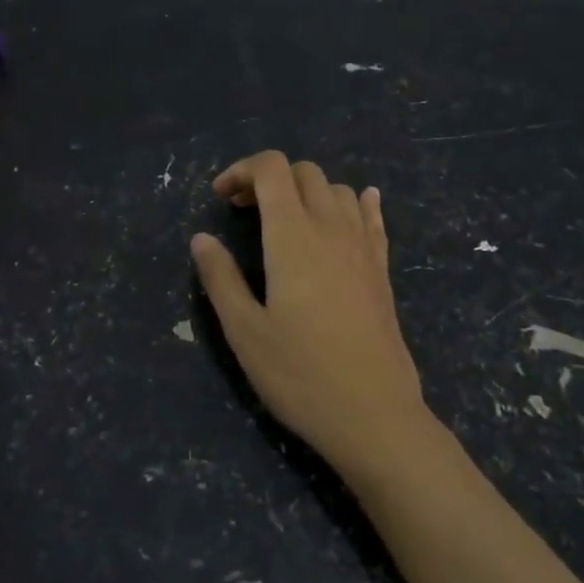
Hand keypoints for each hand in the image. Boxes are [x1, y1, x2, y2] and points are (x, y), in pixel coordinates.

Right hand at [190, 151, 436, 481]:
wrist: (374, 414)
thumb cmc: (300, 374)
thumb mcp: (245, 332)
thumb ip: (221, 279)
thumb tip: (202, 239)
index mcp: (293, 235)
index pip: (272, 168)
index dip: (242, 169)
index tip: (220, 198)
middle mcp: (331, 227)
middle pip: (304, 172)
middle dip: (270, 178)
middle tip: (244, 211)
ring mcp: (363, 246)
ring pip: (338, 190)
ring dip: (307, 191)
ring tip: (286, 221)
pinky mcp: (382, 269)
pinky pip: (371, 217)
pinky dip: (356, 203)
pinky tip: (355, 206)